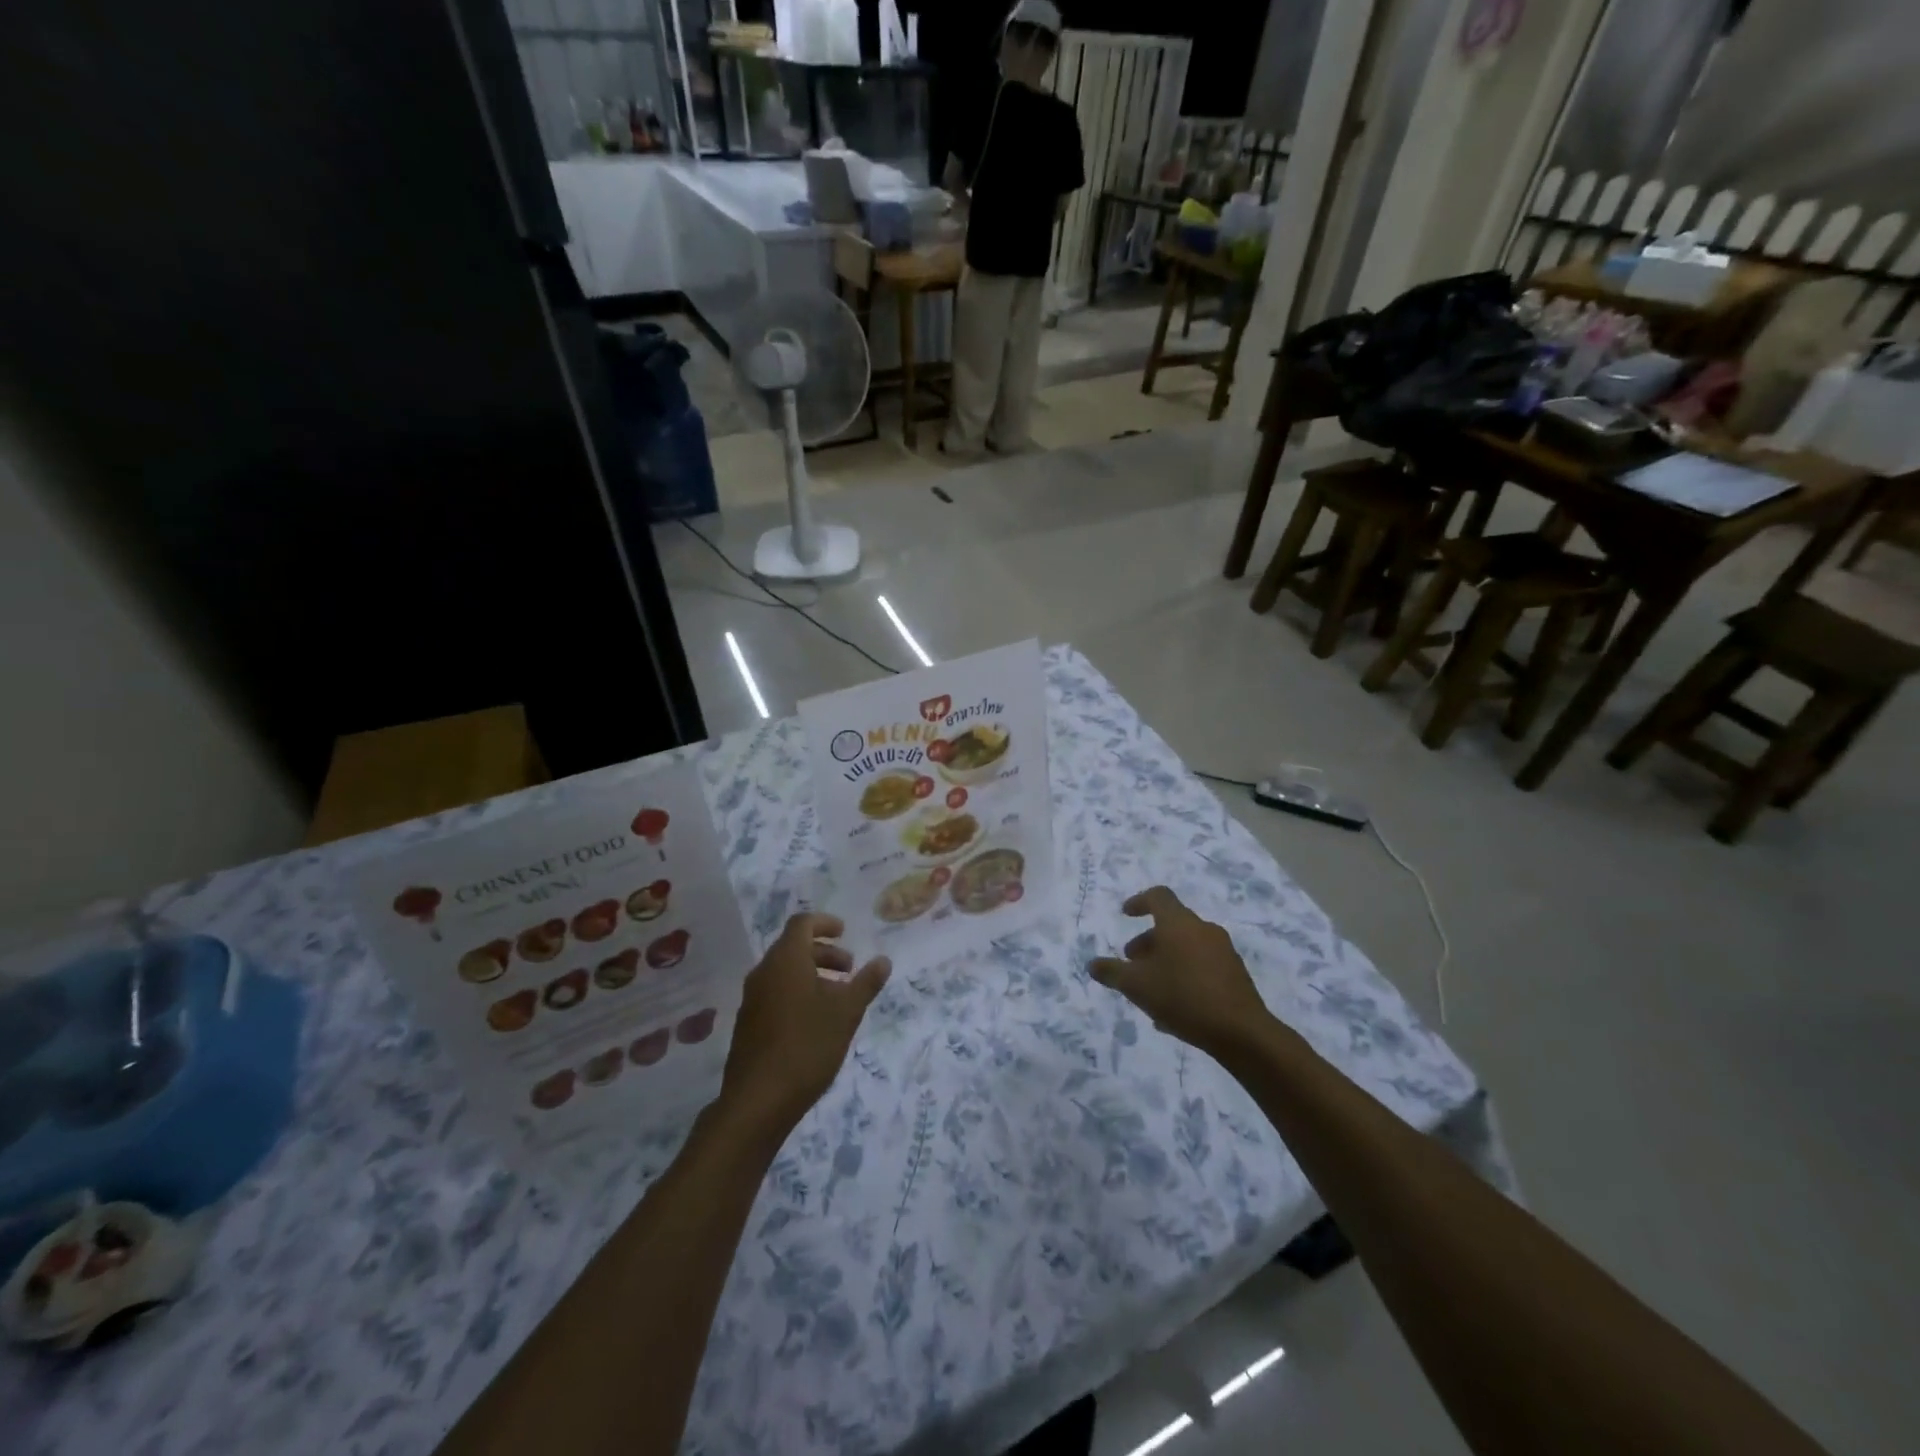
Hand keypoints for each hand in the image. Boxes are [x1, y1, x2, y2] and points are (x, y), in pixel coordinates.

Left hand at [717, 913, 889, 1143]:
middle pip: (793, 947)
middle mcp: (764, 973)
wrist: (757, 1102)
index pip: (802, 923)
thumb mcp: (846, 1013)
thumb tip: (883, 960)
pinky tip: (815, 1022)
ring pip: (784, 972)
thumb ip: (866, 983)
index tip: (845, 933)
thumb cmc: (806, 1046)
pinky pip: (775, 993)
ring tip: (838, 998)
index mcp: (786, 960)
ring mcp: (752, 999)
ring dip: (812, 974)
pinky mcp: (748, 1024)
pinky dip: (797, 993)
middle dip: (824, 952)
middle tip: (849, 969)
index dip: (825, 923)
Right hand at [1089, 887, 1272, 1057]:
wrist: (1241, 1032)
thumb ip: (1112, 972)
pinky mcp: (1236, 975)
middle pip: (1171, 925)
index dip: (1139, 902)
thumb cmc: (1183, 997)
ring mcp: (1224, 952)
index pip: (1158, 896)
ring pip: (1187, 948)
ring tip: (1150, 990)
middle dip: (1148, 941)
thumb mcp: (1136, 986)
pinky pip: (1202, 967)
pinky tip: (1173, 1009)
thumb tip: (1092, 964)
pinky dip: (1184, 976)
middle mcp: (1203, 930)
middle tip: (1132, 962)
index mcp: (1178, 923)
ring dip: (1166, 960)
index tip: (1126, 914)